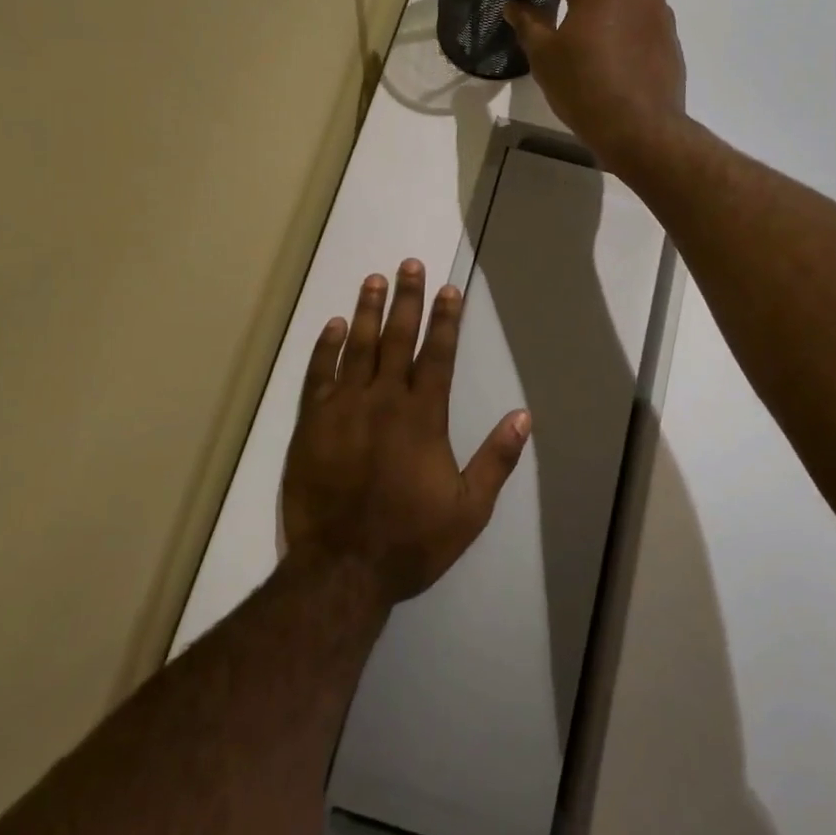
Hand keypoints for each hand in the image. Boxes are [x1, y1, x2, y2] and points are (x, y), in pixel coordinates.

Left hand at [282, 260, 529, 605]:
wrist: (343, 570)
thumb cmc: (410, 540)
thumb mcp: (469, 509)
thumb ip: (497, 459)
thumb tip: (524, 416)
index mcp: (423, 417)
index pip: (437, 354)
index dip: (445, 319)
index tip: (449, 288)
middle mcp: (384, 401)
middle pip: (398, 339)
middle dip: (407, 299)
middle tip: (409, 264)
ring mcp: (343, 409)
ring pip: (357, 347)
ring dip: (367, 311)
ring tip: (374, 280)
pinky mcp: (312, 424)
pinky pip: (318, 375)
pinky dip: (325, 348)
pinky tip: (333, 326)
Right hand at [503, 0, 686, 173]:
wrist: (642, 129)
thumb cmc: (585, 90)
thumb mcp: (544, 57)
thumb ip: (527, 22)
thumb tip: (515, 5)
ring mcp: (656, 4)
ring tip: (574, 16)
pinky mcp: (667, 27)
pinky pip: (635, 5)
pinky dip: (614, 10)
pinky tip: (604, 37)